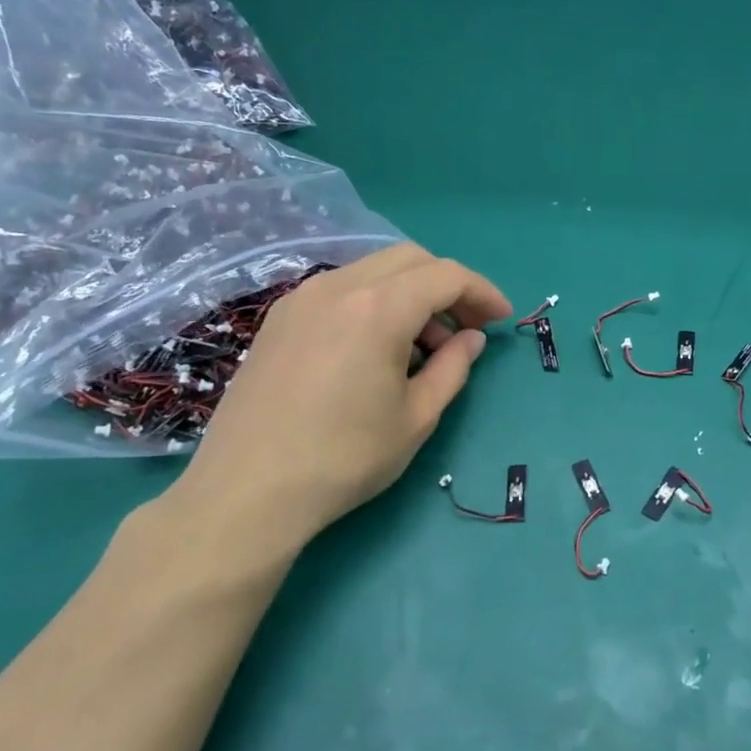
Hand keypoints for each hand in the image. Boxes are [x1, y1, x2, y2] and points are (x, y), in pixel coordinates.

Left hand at [162, 244, 511, 560]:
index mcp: (378, 308)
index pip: (446, 275)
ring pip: (373, 271)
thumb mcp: (417, 417)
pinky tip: (378, 348)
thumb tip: (471, 338)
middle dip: (449, 286)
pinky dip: (375, 303)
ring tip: (424, 348)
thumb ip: (453, 367)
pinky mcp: (280, 318)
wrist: (247, 491)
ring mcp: (302, 298)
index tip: (502, 319)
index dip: (482, 292)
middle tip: (468, 328)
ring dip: (411, 294)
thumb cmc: (345, 458)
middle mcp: (338, 287)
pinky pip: (342, 290)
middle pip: (410, 259)